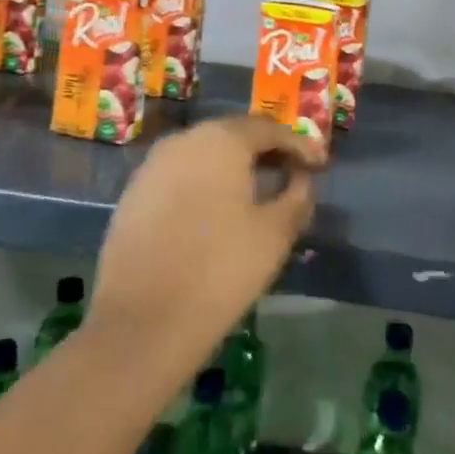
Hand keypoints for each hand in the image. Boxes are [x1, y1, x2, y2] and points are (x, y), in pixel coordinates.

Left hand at [88, 115, 324, 374]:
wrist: (141, 323)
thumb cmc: (220, 270)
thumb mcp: (275, 233)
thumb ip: (296, 196)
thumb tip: (300, 178)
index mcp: (221, 139)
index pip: (269, 129)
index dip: (299, 145)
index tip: (321, 164)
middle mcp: (184, 140)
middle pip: (234, 135)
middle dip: (267, 152)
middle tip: (293, 173)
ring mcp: (152, 166)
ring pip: (205, 154)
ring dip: (235, 167)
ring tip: (260, 192)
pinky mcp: (133, 194)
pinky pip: (181, 176)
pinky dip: (206, 184)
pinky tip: (219, 210)